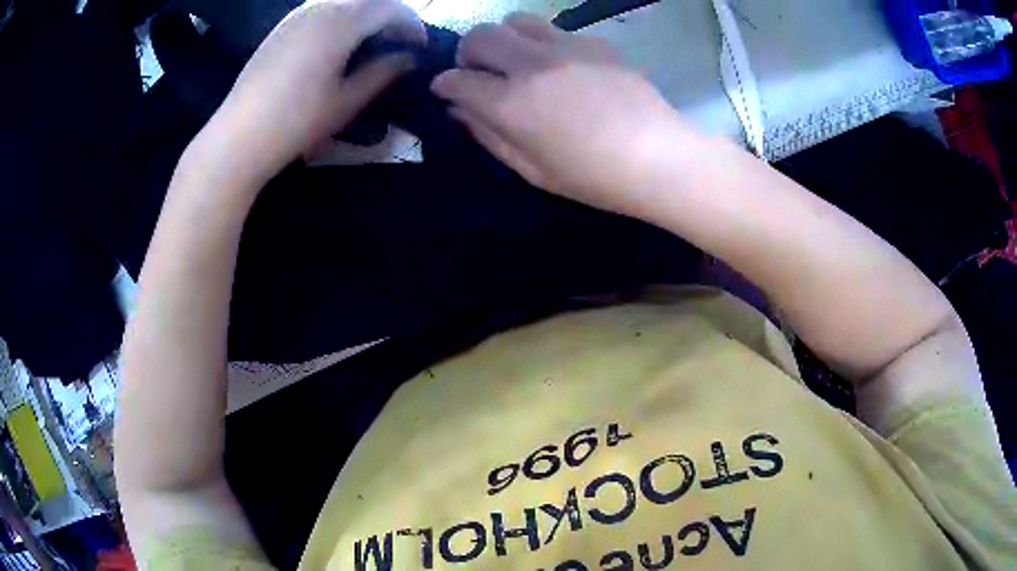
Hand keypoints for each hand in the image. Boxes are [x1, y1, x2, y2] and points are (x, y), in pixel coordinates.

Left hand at [206, 0, 425, 183]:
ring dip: (365, 14)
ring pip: (344, 0)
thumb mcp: (347, 100)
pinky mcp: (282, 27)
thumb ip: (384, 72)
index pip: (391, 7)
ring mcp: (297, 15)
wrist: (239, 137)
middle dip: (391, 15)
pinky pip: (322, 8)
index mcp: (341, 21)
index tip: (419, 48)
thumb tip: (410, 58)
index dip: (412, 25)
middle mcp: (320, 7)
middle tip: (398, 42)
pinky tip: (339, 42)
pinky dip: (342, 16)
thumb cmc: (297, 121)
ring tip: (371, 41)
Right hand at [431, 13, 699, 219]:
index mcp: (511, 104)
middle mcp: (531, 65)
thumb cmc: (594, 178)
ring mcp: (565, 47)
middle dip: (468, 53)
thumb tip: (460, 110)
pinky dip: (542, 42)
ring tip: (517, 60)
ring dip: (505, 38)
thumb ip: (488, 136)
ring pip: (515, 20)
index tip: (446, 91)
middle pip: (479, 36)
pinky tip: (559, 65)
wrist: (659, 157)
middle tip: (479, 72)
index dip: (444, 85)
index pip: (456, 80)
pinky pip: (554, 29)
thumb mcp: (532, 170)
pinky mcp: (594, 42)